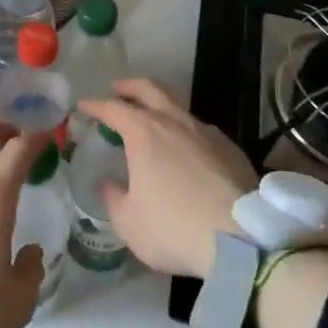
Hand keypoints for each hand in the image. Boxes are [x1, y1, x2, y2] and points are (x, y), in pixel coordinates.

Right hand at [77, 78, 256, 279]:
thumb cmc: (175, 229)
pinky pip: (201, 131)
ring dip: (161, 109)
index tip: (84, 105)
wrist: (243, 240)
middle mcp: (175, 122)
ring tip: (153, 125)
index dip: (96, 105)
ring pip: (179, 108)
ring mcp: (207, 132)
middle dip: (130, 86)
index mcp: (145, 133)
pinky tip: (187, 152)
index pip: (114, 108)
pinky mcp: (231, 148)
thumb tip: (108, 184)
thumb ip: (113, 199)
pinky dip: (186, 133)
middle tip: (118, 89)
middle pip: (150, 89)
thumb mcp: (129, 223)